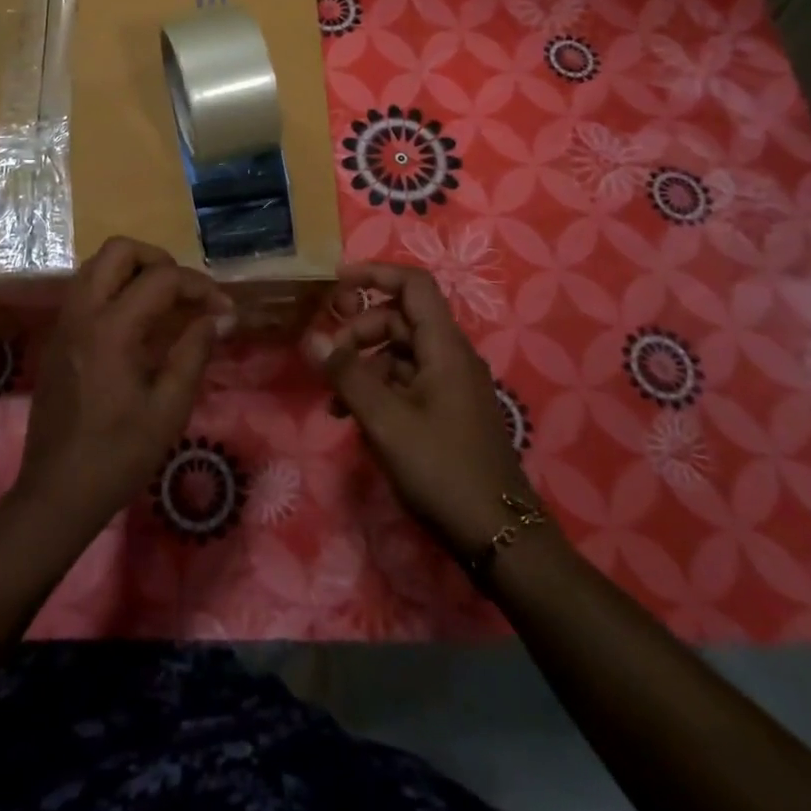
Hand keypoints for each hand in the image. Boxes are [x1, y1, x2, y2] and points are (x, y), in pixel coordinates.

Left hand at [15, 237, 233, 538]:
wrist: (56, 494)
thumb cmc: (118, 456)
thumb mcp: (168, 409)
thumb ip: (194, 352)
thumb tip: (221, 317)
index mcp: (111, 329)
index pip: (160, 279)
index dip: (199, 286)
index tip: (225, 310)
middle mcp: (82, 313)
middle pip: (118, 250)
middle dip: (159, 260)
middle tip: (186, 292)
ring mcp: (64, 323)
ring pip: (97, 265)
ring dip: (134, 270)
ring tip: (165, 303)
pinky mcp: (56, 337)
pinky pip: (85, 289)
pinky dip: (114, 287)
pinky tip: (137, 323)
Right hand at [306, 261, 537, 557]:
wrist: (499, 537)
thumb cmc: (442, 469)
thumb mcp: (385, 421)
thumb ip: (347, 374)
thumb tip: (311, 338)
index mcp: (444, 347)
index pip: (413, 285)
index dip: (375, 274)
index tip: (336, 284)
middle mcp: (450, 357)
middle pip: (400, 319)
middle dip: (359, 331)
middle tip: (328, 359)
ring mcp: (451, 386)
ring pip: (399, 353)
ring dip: (363, 365)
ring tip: (333, 400)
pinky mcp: (447, 412)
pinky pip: (407, 383)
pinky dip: (378, 389)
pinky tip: (354, 419)